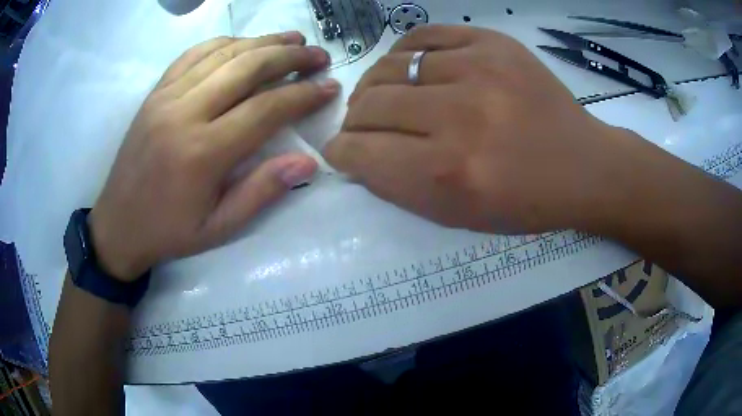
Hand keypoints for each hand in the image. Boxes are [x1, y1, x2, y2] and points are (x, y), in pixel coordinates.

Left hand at [89, 33, 339, 281]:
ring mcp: (166, 97)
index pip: (266, 109)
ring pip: (223, 54)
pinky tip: (244, 43)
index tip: (330, 86)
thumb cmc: (169, 232)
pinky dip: (224, 43)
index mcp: (203, 152)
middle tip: (318, 54)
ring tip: (292, 39)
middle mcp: (185, 113)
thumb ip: (261, 191)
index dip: (303, 94)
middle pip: (247, 68)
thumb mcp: (219, 227)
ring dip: (263, 42)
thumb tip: (307, 161)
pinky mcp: (155, 93)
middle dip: (290, 57)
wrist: (118, 224)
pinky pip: (193, 54)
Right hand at [325, 25, 641, 233]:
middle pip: (370, 105)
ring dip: (376, 86)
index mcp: (450, 173)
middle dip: (355, 121)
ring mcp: (479, 69)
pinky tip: (410, 69)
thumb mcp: (458, 215)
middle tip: (362, 126)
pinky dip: (404, 53)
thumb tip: (355, 153)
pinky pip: (423, 36)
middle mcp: (461, 117)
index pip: (362, 153)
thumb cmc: (524, 201)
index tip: (341, 151)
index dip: (341, 152)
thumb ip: (398, 186)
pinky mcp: (493, 43)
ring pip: (390, 67)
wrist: (582, 165)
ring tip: (386, 97)